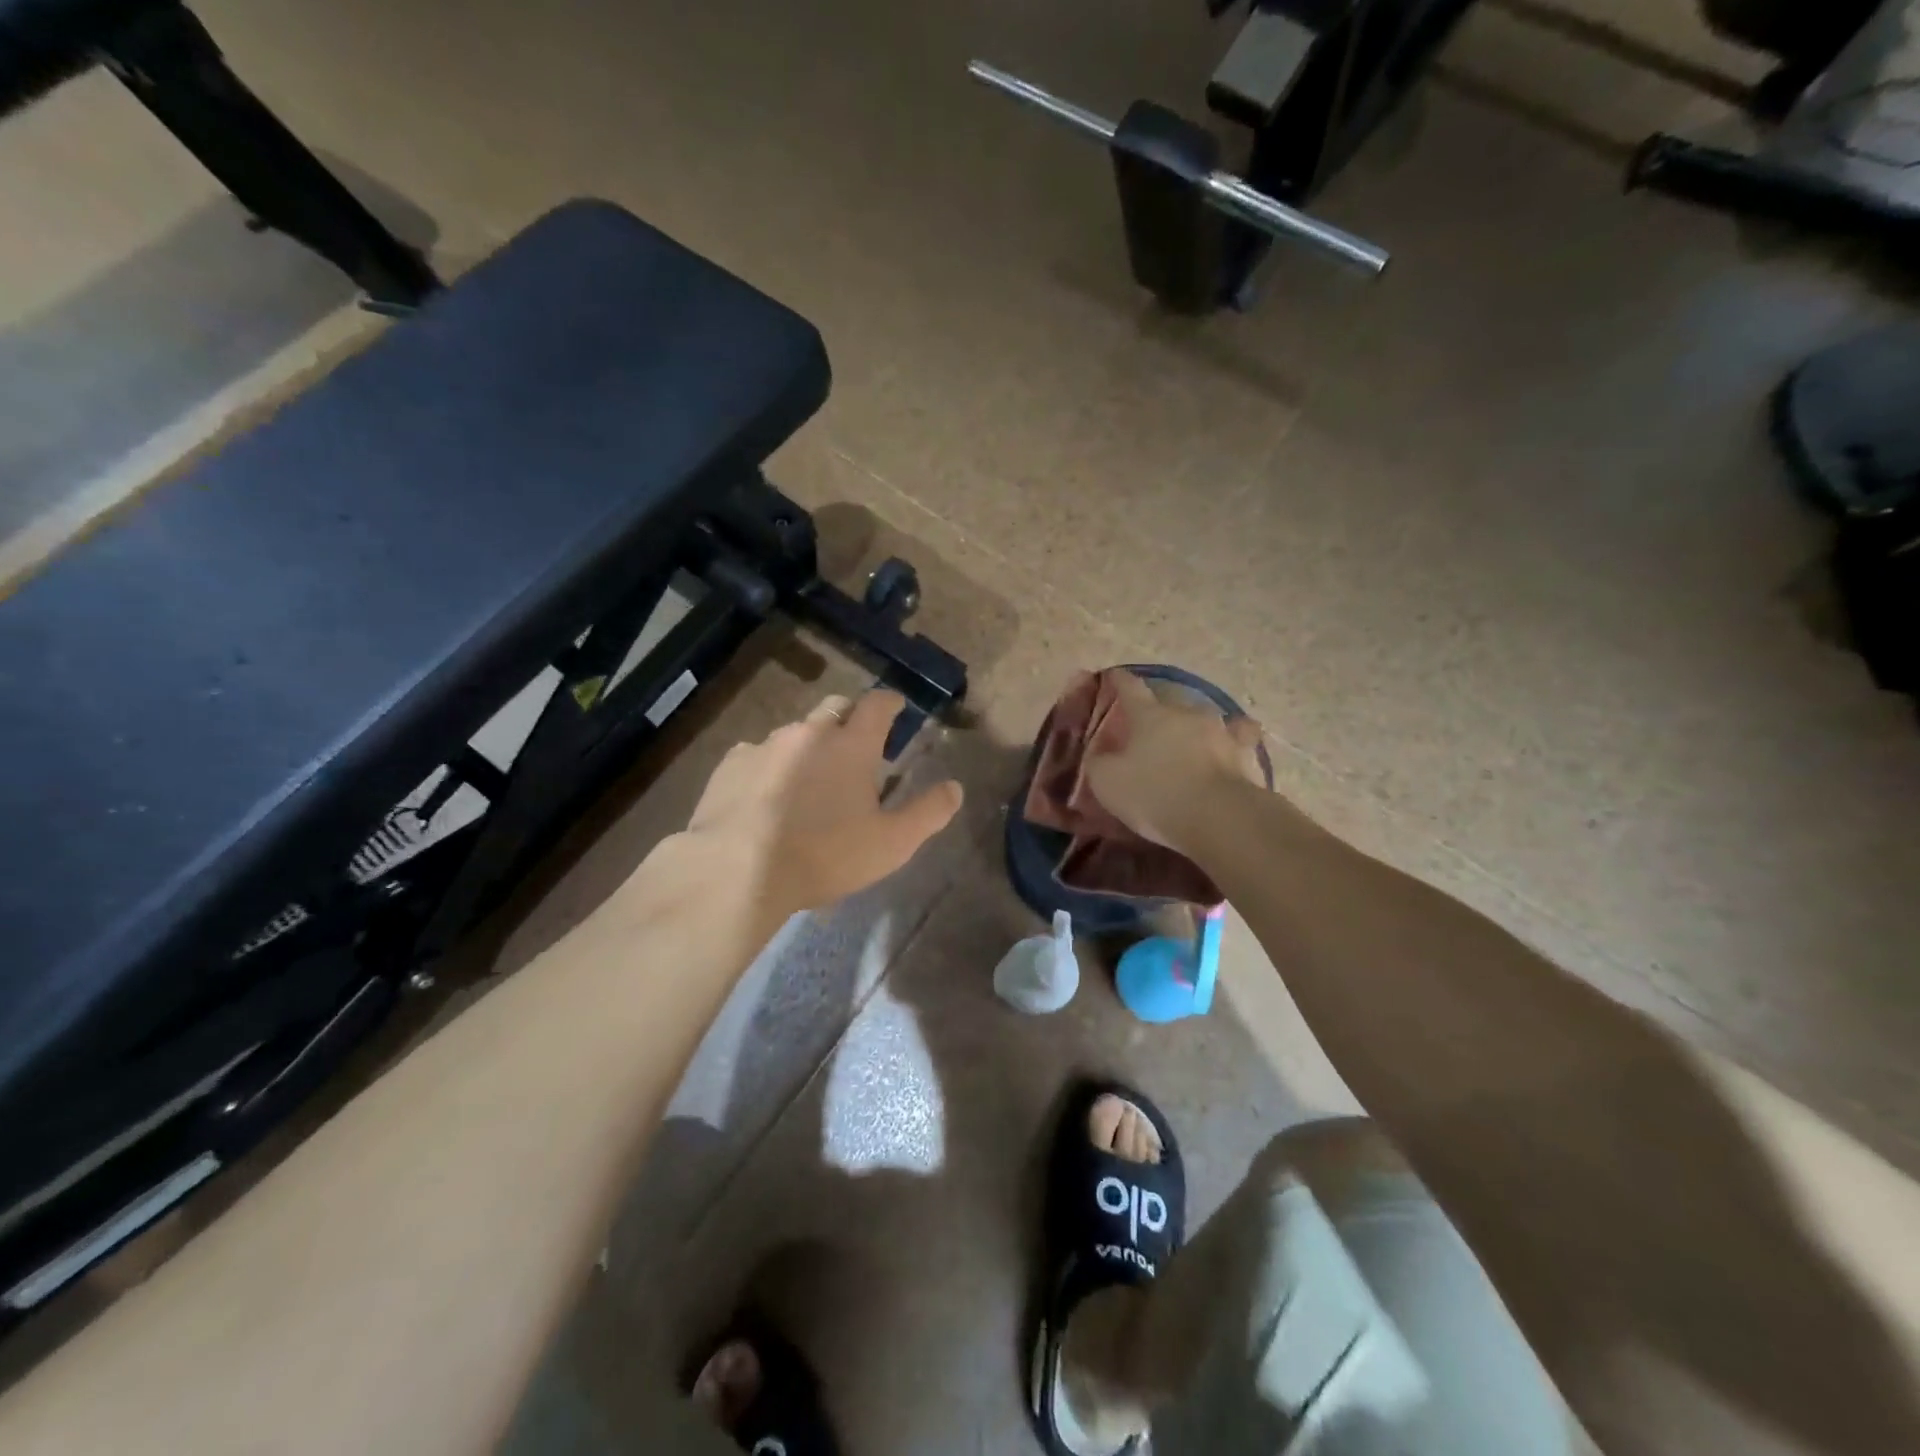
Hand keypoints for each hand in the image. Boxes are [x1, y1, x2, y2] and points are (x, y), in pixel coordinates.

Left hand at [683, 690, 963, 927]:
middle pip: (835, 707)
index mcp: (851, 745)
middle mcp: (809, 733)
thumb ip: (928, 813)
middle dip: (849, 718)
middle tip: (855, 747)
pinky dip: (770, 766)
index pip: (877, 705)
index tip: (896, 708)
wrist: (736, 870)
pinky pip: (757, 753)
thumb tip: (955, 788)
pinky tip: (766, 797)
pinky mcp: (730, 764)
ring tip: (808, 781)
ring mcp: (765, 745)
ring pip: (794, 732)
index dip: (890, 703)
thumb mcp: (891, 843)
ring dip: (808, 746)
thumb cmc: (824, 855)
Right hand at [1081, 671, 1265, 853]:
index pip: (1130, 688)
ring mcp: (1221, 731)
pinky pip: (1239, 740)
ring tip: (1192, 738)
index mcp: (1149, 715)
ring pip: (1205, 719)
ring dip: (1195, 727)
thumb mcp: (1107, 782)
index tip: (1114, 675)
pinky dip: (1233, 742)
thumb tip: (1099, 752)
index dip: (1120, 681)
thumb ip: (1099, 762)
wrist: (1219, 816)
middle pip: (1170, 703)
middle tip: (1151, 726)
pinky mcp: (1246, 755)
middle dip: (1159, 712)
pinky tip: (1233, 748)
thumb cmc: (1154, 794)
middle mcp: (1186, 714)